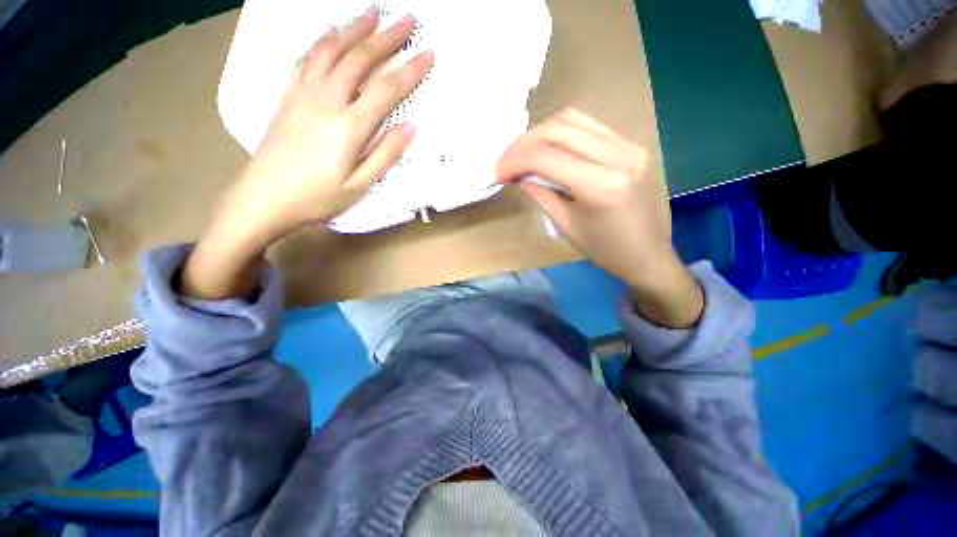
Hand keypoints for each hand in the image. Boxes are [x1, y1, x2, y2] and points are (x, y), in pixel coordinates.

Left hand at [182, 9, 432, 299]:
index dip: (409, 70)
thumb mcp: (360, 185)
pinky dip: (323, 40)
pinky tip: (332, 32)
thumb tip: (410, 127)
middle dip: (386, 37)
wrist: (264, 198)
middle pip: (359, 59)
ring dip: (354, 28)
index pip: (385, 89)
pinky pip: (306, 58)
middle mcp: (325, 102)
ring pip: (331, 50)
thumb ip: (385, 154)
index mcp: (348, 128)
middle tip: (407, 18)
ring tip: (373, 13)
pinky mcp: (287, 96)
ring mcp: (302, 94)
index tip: (428, 54)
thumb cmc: (317, 198)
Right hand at [496, 109, 702, 327]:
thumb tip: (519, 175)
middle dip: (522, 143)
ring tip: (521, 154)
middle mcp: (618, 155)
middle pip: (558, 129)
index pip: (546, 157)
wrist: (648, 254)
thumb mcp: (566, 226)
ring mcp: (628, 145)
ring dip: (539, 133)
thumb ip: (541, 194)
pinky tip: (546, 149)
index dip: (514, 161)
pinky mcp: (631, 144)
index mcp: (602, 185)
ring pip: (572, 119)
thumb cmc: (605, 250)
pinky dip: (560, 133)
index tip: (497, 173)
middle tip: (505, 162)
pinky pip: (588, 126)